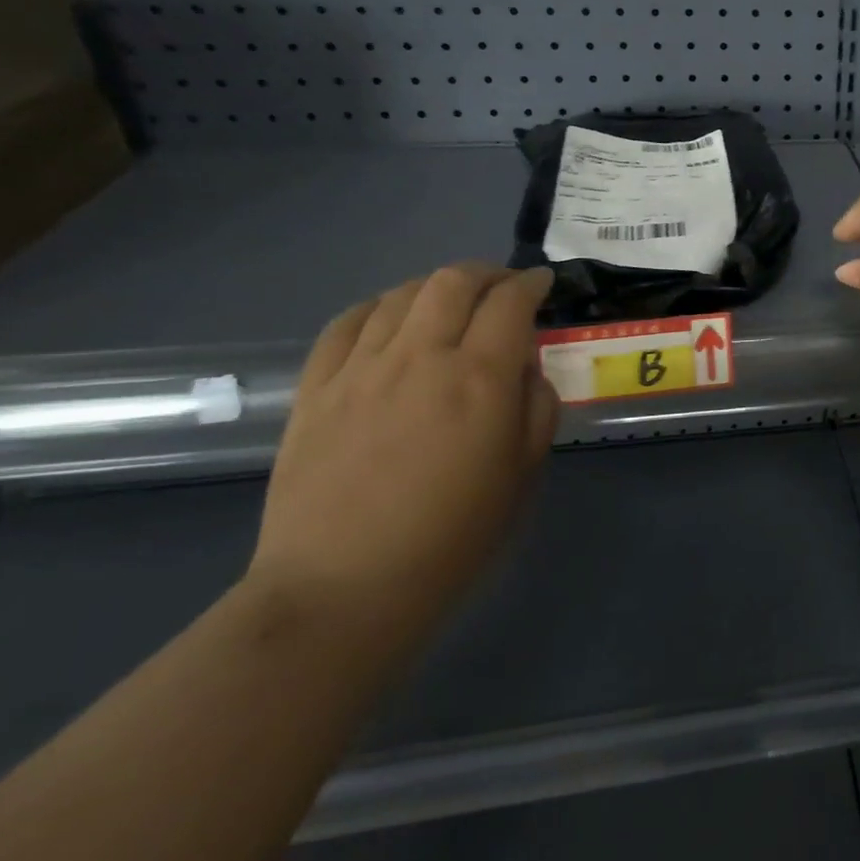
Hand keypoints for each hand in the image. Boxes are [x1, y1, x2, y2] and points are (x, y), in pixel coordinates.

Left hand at [248, 264, 558, 640]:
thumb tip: (525, 370)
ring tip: (452, 301)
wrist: (344, 588)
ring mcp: (360, 369)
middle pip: (453, 281)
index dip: (532, 284)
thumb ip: (536, 409)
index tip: (544, 284)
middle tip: (504, 286)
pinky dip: (379, 307)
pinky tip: (391, 318)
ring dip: (436, 286)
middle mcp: (421, 358)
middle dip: (487, 273)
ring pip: (401, 294)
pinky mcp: (315, 389)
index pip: (511, 303)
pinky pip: (346, 323)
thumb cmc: (453, 537)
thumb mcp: (524, 475)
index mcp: (480, 379)